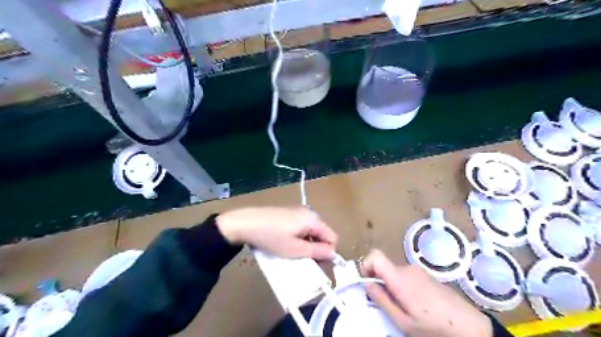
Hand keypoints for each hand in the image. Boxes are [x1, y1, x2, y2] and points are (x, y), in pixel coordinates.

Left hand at [216, 207, 336, 259]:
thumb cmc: (272, 237)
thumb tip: (333, 253)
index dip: (329, 252)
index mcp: (312, 220)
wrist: (245, 223)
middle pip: (322, 234)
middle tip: (306, 263)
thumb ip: (317, 251)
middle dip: (318, 249)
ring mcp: (297, 212)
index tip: (318, 265)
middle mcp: (308, 213)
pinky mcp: (288, 214)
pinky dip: (299, 238)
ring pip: (311, 232)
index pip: (332, 237)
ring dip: (308, 245)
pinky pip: (301, 228)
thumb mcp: (295, 249)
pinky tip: (287, 244)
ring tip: (295, 255)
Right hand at [359, 248, 490, 336]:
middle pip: (384, 267)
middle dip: (380, 282)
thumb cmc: (433, 326)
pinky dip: (404, 286)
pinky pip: (407, 276)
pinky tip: (417, 304)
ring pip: (395, 273)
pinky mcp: (427, 275)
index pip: (375, 256)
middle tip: (387, 304)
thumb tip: (367, 284)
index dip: (366, 264)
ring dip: (393, 286)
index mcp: (399, 278)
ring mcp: (419, 271)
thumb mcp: (403, 321)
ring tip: (405, 307)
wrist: (469, 326)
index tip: (366, 281)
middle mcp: (407, 269)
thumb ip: (382, 300)